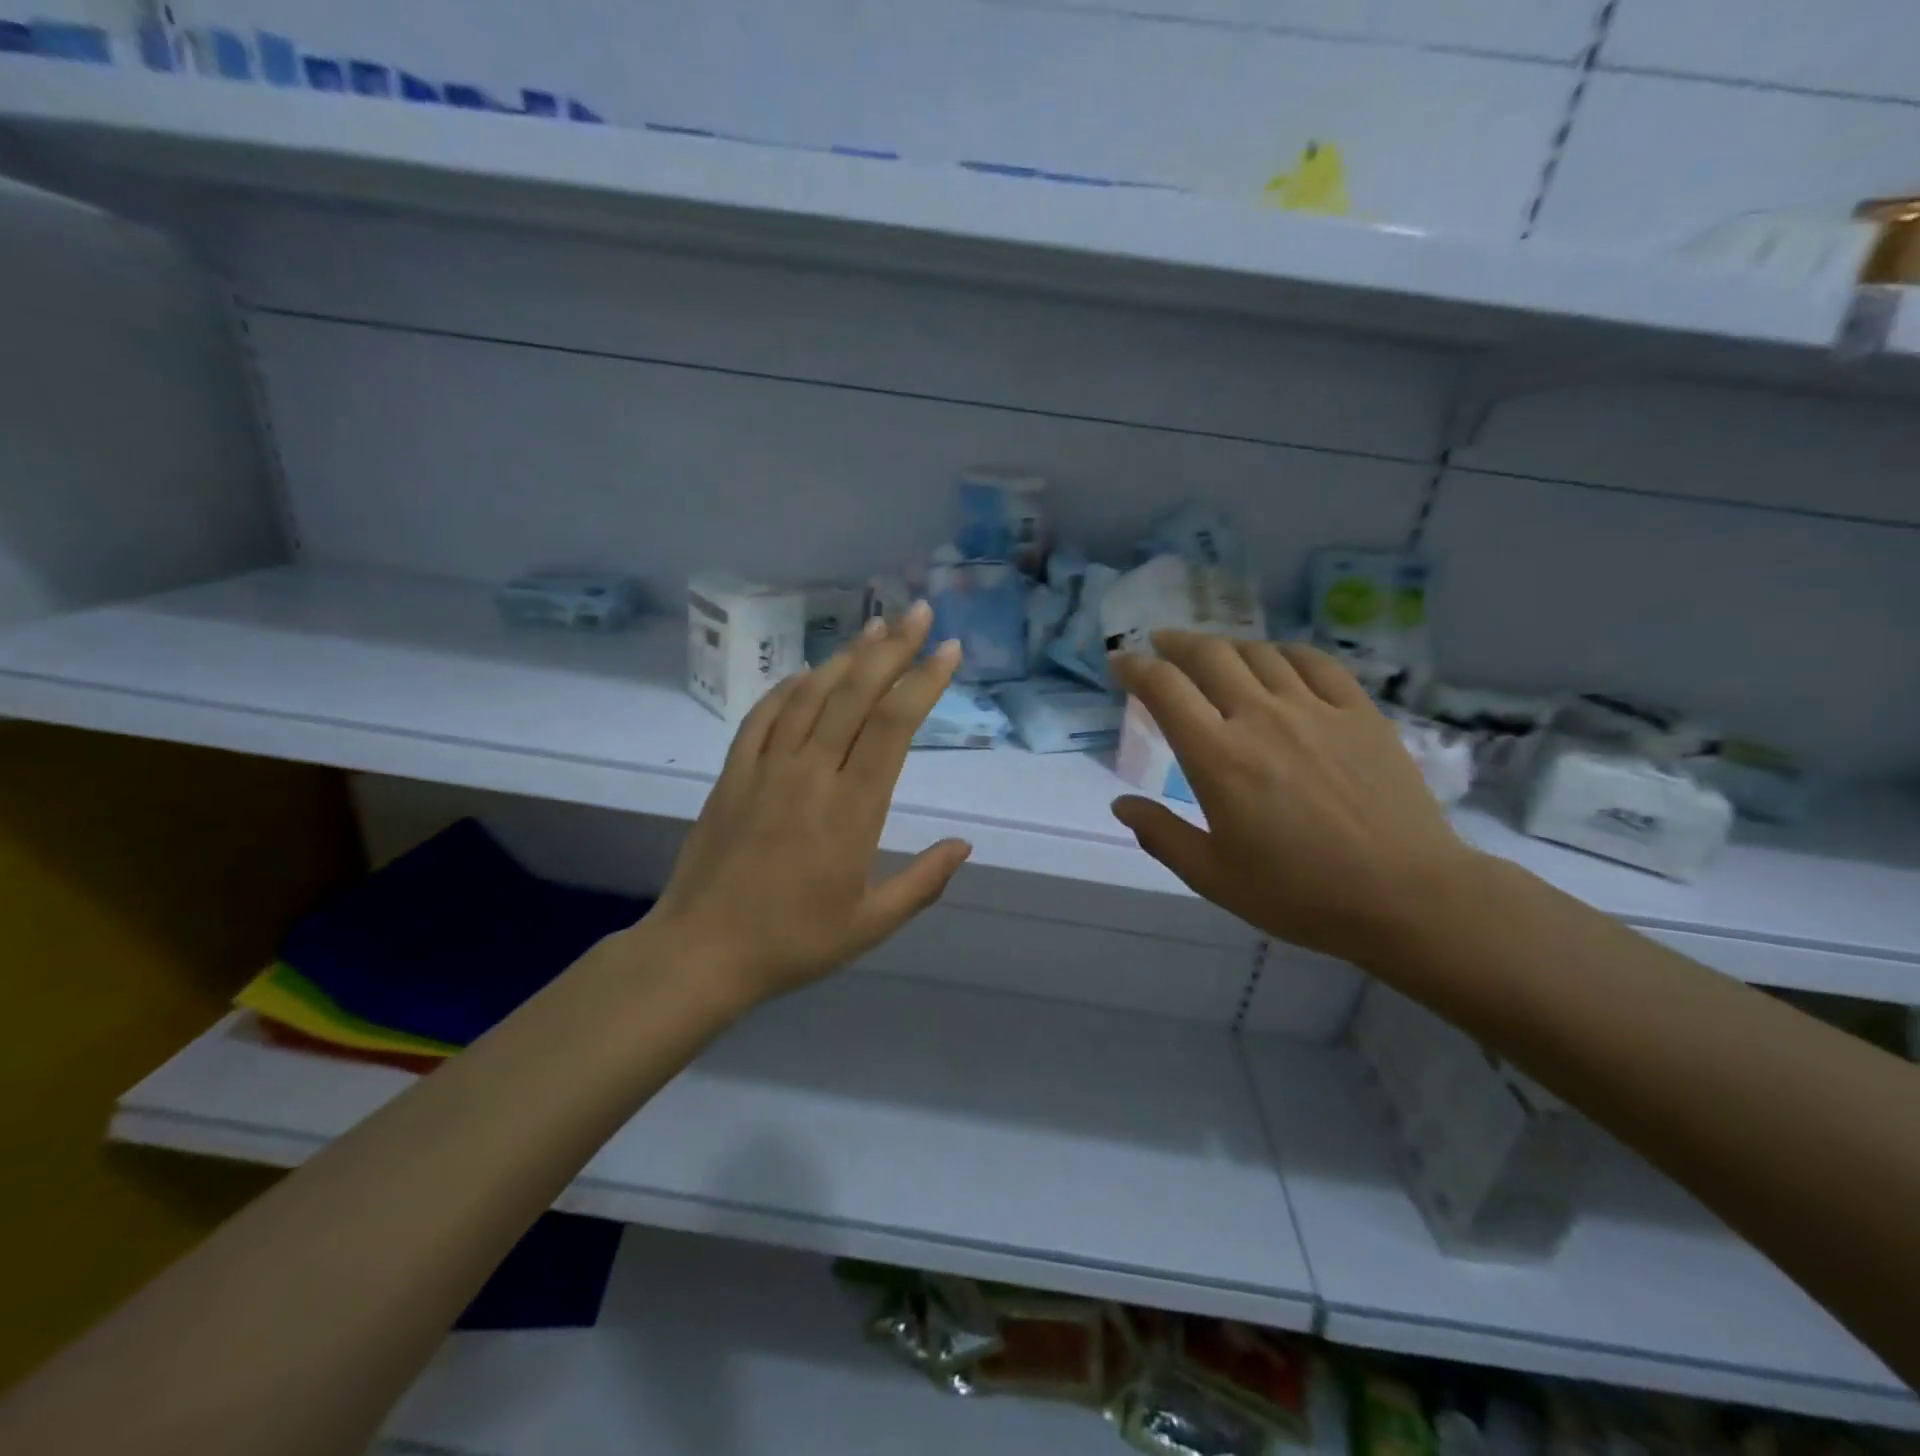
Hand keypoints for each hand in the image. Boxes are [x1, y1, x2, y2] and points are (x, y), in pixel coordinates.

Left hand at [645, 603, 972, 1006]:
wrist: (702, 951)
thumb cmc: (794, 941)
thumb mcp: (871, 923)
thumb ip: (923, 882)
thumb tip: (965, 844)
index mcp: (853, 808)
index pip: (894, 725)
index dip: (923, 681)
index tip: (948, 650)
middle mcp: (812, 774)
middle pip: (856, 695)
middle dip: (892, 648)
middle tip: (918, 612)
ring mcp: (767, 768)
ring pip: (811, 695)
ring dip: (845, 657)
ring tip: (874, 628)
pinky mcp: (733, 774)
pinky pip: (763, 716)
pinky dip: (788, 687)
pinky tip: (807, 673)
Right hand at [1109, 632, 1482, 967]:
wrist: (1406, 896)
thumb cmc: (1299, 893)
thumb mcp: (1213, 877)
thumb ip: (1161, 835)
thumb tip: (1121, 804)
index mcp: (1218, 757)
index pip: (1164, 689)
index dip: (1135, 667)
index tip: (1120, 662)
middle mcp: (1261, 718)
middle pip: (1209, 656)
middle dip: (1175, 643)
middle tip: (1160, 644)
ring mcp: (1315, 709)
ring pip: (1259, 653)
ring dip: (1225, 646)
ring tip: (1212, 654)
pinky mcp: (1359, 712)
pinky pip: (1315, 662)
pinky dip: (1284, 652)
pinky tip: (1276, 659)